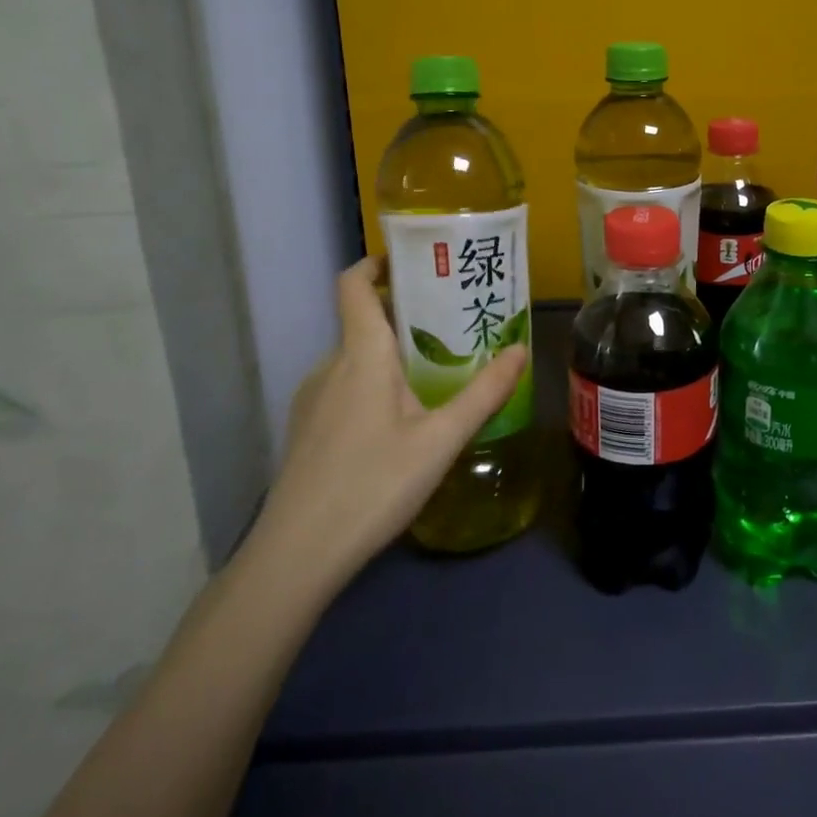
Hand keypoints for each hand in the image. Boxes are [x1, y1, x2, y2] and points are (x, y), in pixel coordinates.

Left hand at [256, 258, 527, 581]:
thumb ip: (484, 393)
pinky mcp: (307, 429)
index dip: (376, 263)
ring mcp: (313, 398)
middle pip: (365, 321)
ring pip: (356, 358)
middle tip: (453, 325)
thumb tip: (520, 350)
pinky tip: (401, 422)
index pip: (354, 284)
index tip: (412, 261)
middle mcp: (331, 365)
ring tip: (436, 373)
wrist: (296, 555)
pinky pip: (344, 386)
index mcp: (361, 354)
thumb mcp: (441, 440)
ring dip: (392, 354)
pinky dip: (373, 384)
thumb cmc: (373, 484)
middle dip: (407, 315)